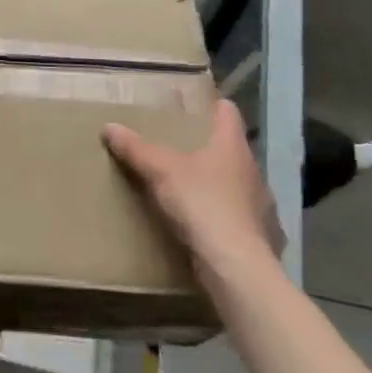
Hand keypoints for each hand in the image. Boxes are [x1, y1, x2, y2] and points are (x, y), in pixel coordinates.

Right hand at [103, 98, 285, 266]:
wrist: (236, 266)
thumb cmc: (202, 203)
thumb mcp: (160, 171)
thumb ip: (136, 149)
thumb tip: (109, 127)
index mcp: (233, 147)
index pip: (229, 113)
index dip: (213, 106)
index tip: (195, 107)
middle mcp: (253, 172)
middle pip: (232, 150)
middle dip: (210, 149)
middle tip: (180, 149)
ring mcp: (262, 206)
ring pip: (238, 185)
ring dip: (219, 185)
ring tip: (191, 190)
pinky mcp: (262, 237)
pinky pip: (241, 219)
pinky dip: (226, 219)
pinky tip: (208, 227)